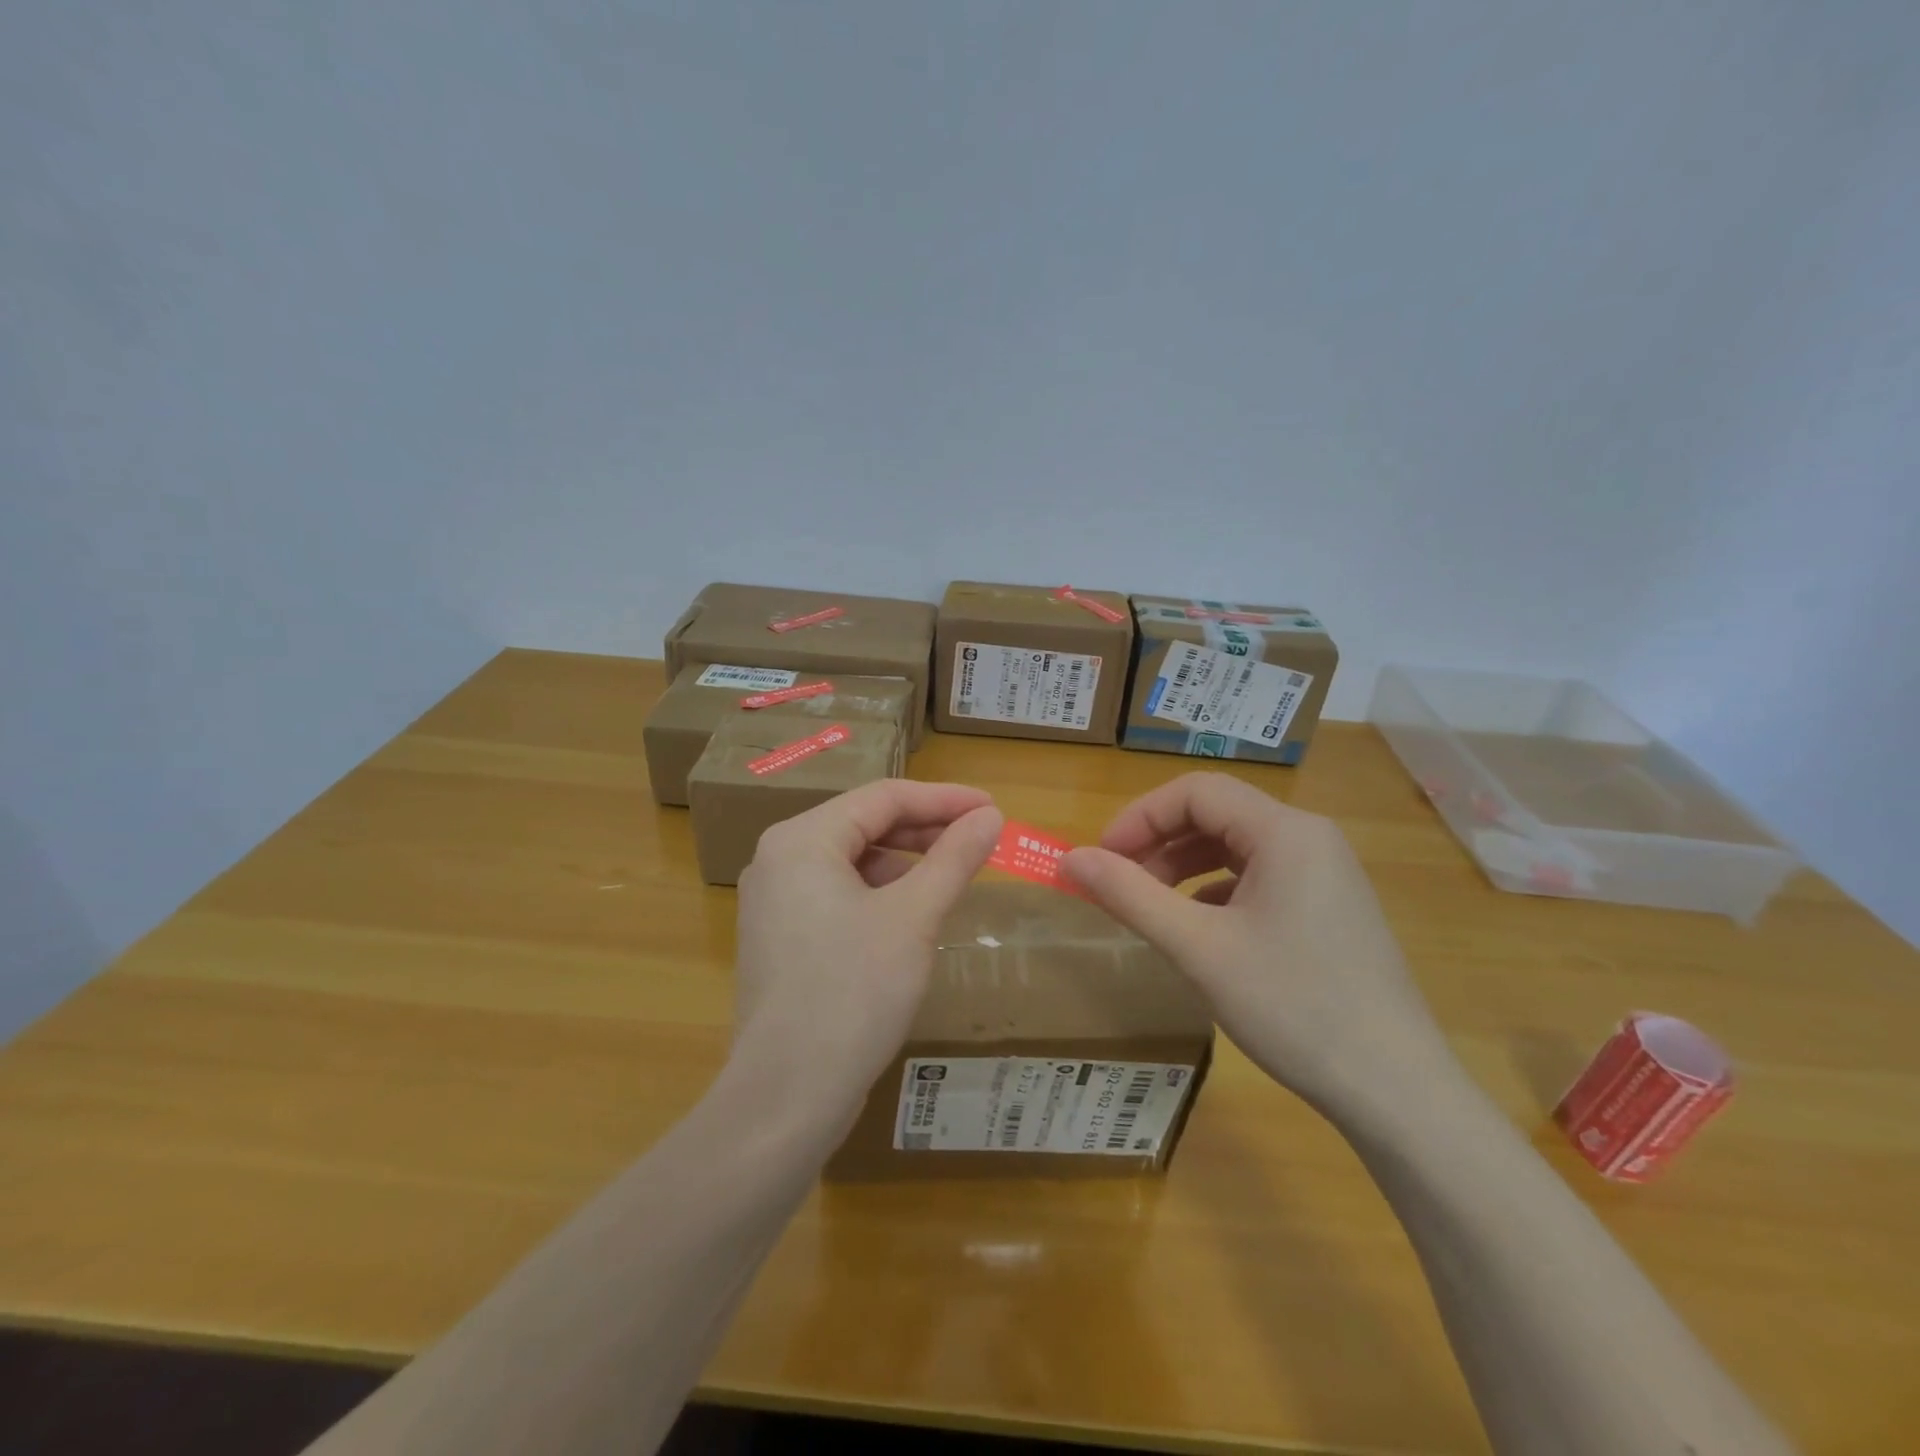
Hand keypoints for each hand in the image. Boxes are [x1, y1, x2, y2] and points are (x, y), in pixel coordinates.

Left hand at [731, 780, 1002, 1129]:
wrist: (787, 1095)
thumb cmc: (853, 991)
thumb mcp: (913, 917)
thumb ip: (953, 858)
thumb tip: (991, 817)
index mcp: (802, 839)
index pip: (883, 797)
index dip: (944, 799)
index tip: (993, 808)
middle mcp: (779, 859)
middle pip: (865, 825)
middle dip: (925, 829)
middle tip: (981, 838)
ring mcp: (774, 901)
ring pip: (852, 861)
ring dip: (905, 862)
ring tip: (952, 875)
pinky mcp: (781, 937)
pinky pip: (838, 894)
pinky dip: (880, 893)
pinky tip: (913, 914)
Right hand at [1063, 773, 1457, 1119]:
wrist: (1396, 1090)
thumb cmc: (1292, 1006)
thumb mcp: (1198, 948)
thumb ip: (1130, 895)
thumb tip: (1070, 859)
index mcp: (1284, 831)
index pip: (1195, 792)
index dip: (1139, 817)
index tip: (1101, 859)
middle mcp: (1309, 838)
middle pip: (1216, 814)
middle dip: (1158, 842)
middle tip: (1118, 885)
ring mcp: (1325, 873)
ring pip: (1236, 847)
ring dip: (1183, 866)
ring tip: (1150, 907)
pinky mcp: (1329, 907)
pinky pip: (1259, 878)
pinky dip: (1215, 891)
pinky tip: (1198, 928)